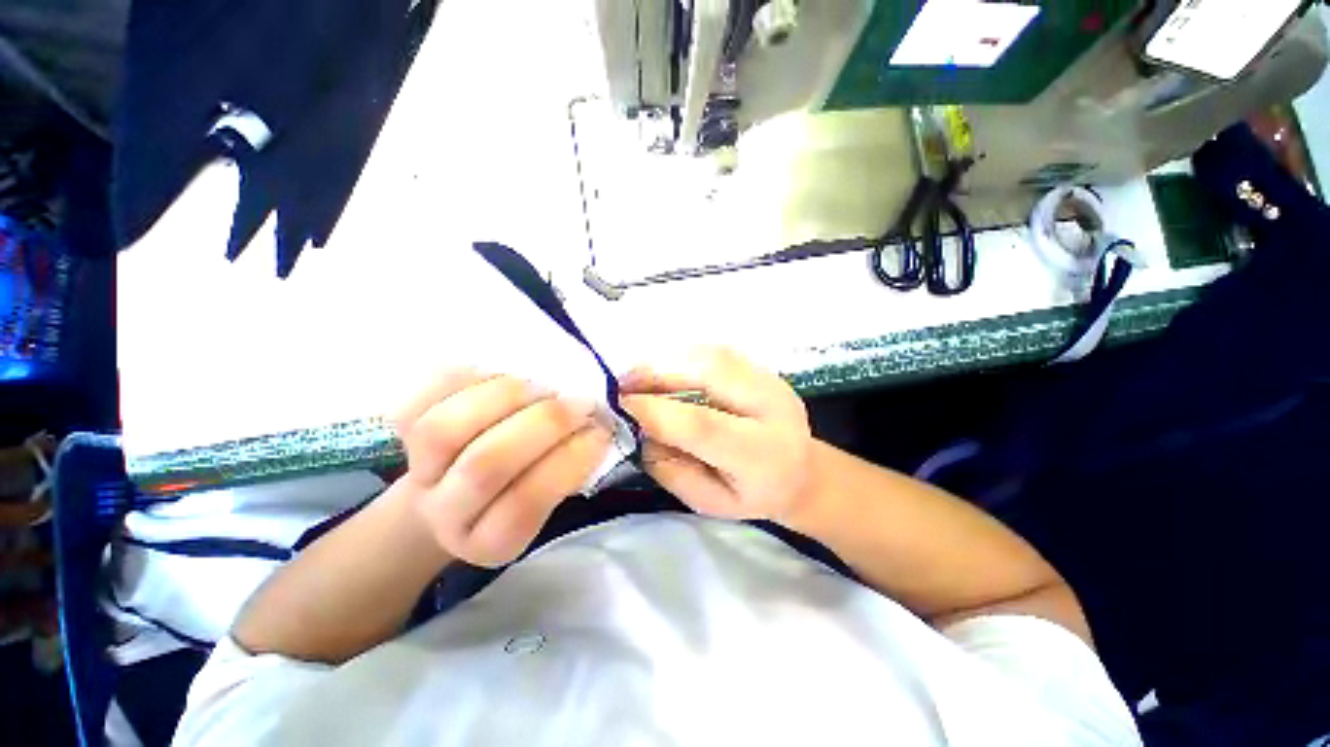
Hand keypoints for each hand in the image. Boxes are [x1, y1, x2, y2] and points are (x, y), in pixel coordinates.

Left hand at [394, 371, 611, 567]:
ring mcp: (417, 474)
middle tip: (578, 401)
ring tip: (540, 386)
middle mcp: (447, 515)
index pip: (526, 505)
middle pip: (484, 465)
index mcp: (492, 540)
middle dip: (544, 423)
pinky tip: (500, 376)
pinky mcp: (399, 433)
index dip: (569, 460)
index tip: (600, 430)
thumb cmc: (520, 487)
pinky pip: (420, 398)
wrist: (452, 489)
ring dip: (506, 397)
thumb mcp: (552, 493)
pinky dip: (464, 379)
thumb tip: (597, 424)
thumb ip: (571, 466)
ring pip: (444, 430)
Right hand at [619, 347, 814, 522]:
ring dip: (668, 362)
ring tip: (637, 377)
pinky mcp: (762, 367)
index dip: (655, 410)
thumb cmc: (753, 495)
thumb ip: (672, 469)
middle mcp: (772, 406)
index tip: (618, 406)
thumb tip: (640, 429)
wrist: (802, 473)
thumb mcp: (709, 503)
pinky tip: (665, 371)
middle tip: (622, 384)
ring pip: (713, 355)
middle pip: (711, 372)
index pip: (702, 424)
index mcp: (762, 453)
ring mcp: (771, 380)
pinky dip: (684, 358)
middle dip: (658, 374)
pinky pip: (717, 352)